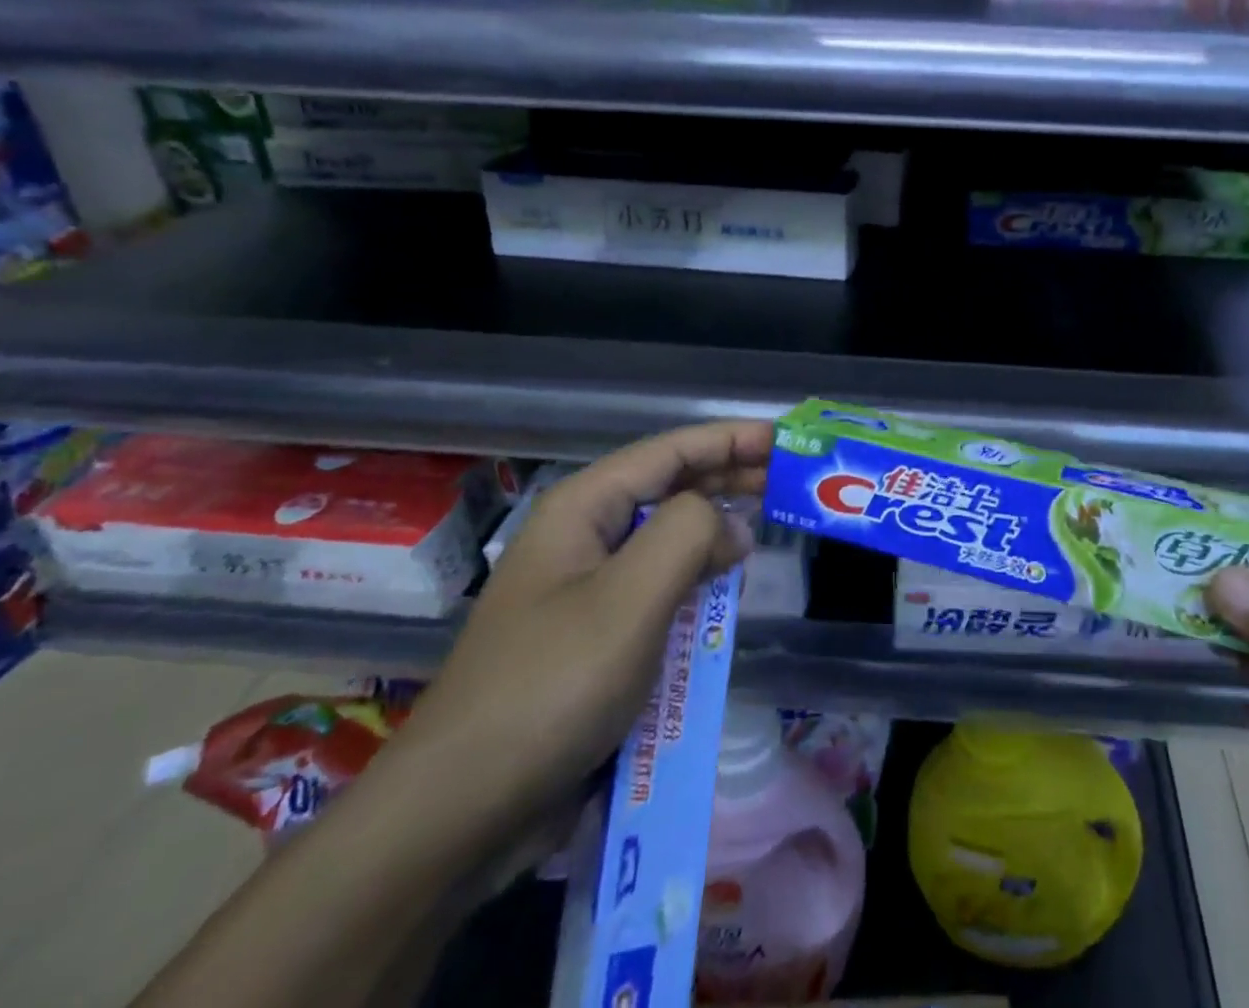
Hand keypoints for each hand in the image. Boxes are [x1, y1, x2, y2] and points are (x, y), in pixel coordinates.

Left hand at [133, 422, 773, 1007]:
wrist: (459, 810)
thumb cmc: (549, 686)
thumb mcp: (630, 598)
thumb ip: (689, 536)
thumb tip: (733, 524)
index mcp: (584, 509)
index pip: (670, 451)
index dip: (729, 438)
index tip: (784, 438)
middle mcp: (583, 537)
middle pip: (669, 488)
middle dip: (729, 477)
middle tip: (789, 480)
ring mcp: (585, 589)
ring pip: (665, 542)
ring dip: (715, 531)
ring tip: (766, 526)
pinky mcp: (592, 637)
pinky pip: (657, 592)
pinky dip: (696, 584)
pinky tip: (725, 593)